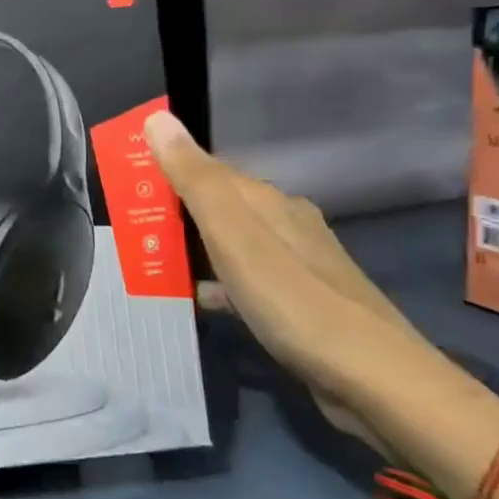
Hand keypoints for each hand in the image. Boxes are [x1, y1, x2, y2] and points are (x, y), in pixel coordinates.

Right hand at [144, 110, 426, 446]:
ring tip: (153, 263)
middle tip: (129, 227)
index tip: (124, 181)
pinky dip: (220, 282)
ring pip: (233, 243)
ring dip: (195, 248)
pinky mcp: (304, 303)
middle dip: (175, 211)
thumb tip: (157, 118)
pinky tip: (204, 301)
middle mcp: (287, 224)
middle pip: (220, 205)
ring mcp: (300, 265)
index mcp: (269, 202)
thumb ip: (194, 179)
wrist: (374, 380)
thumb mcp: (233, 234)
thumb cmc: (292, 299)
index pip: (207, 170)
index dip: (166, 170)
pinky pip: (248, 278)